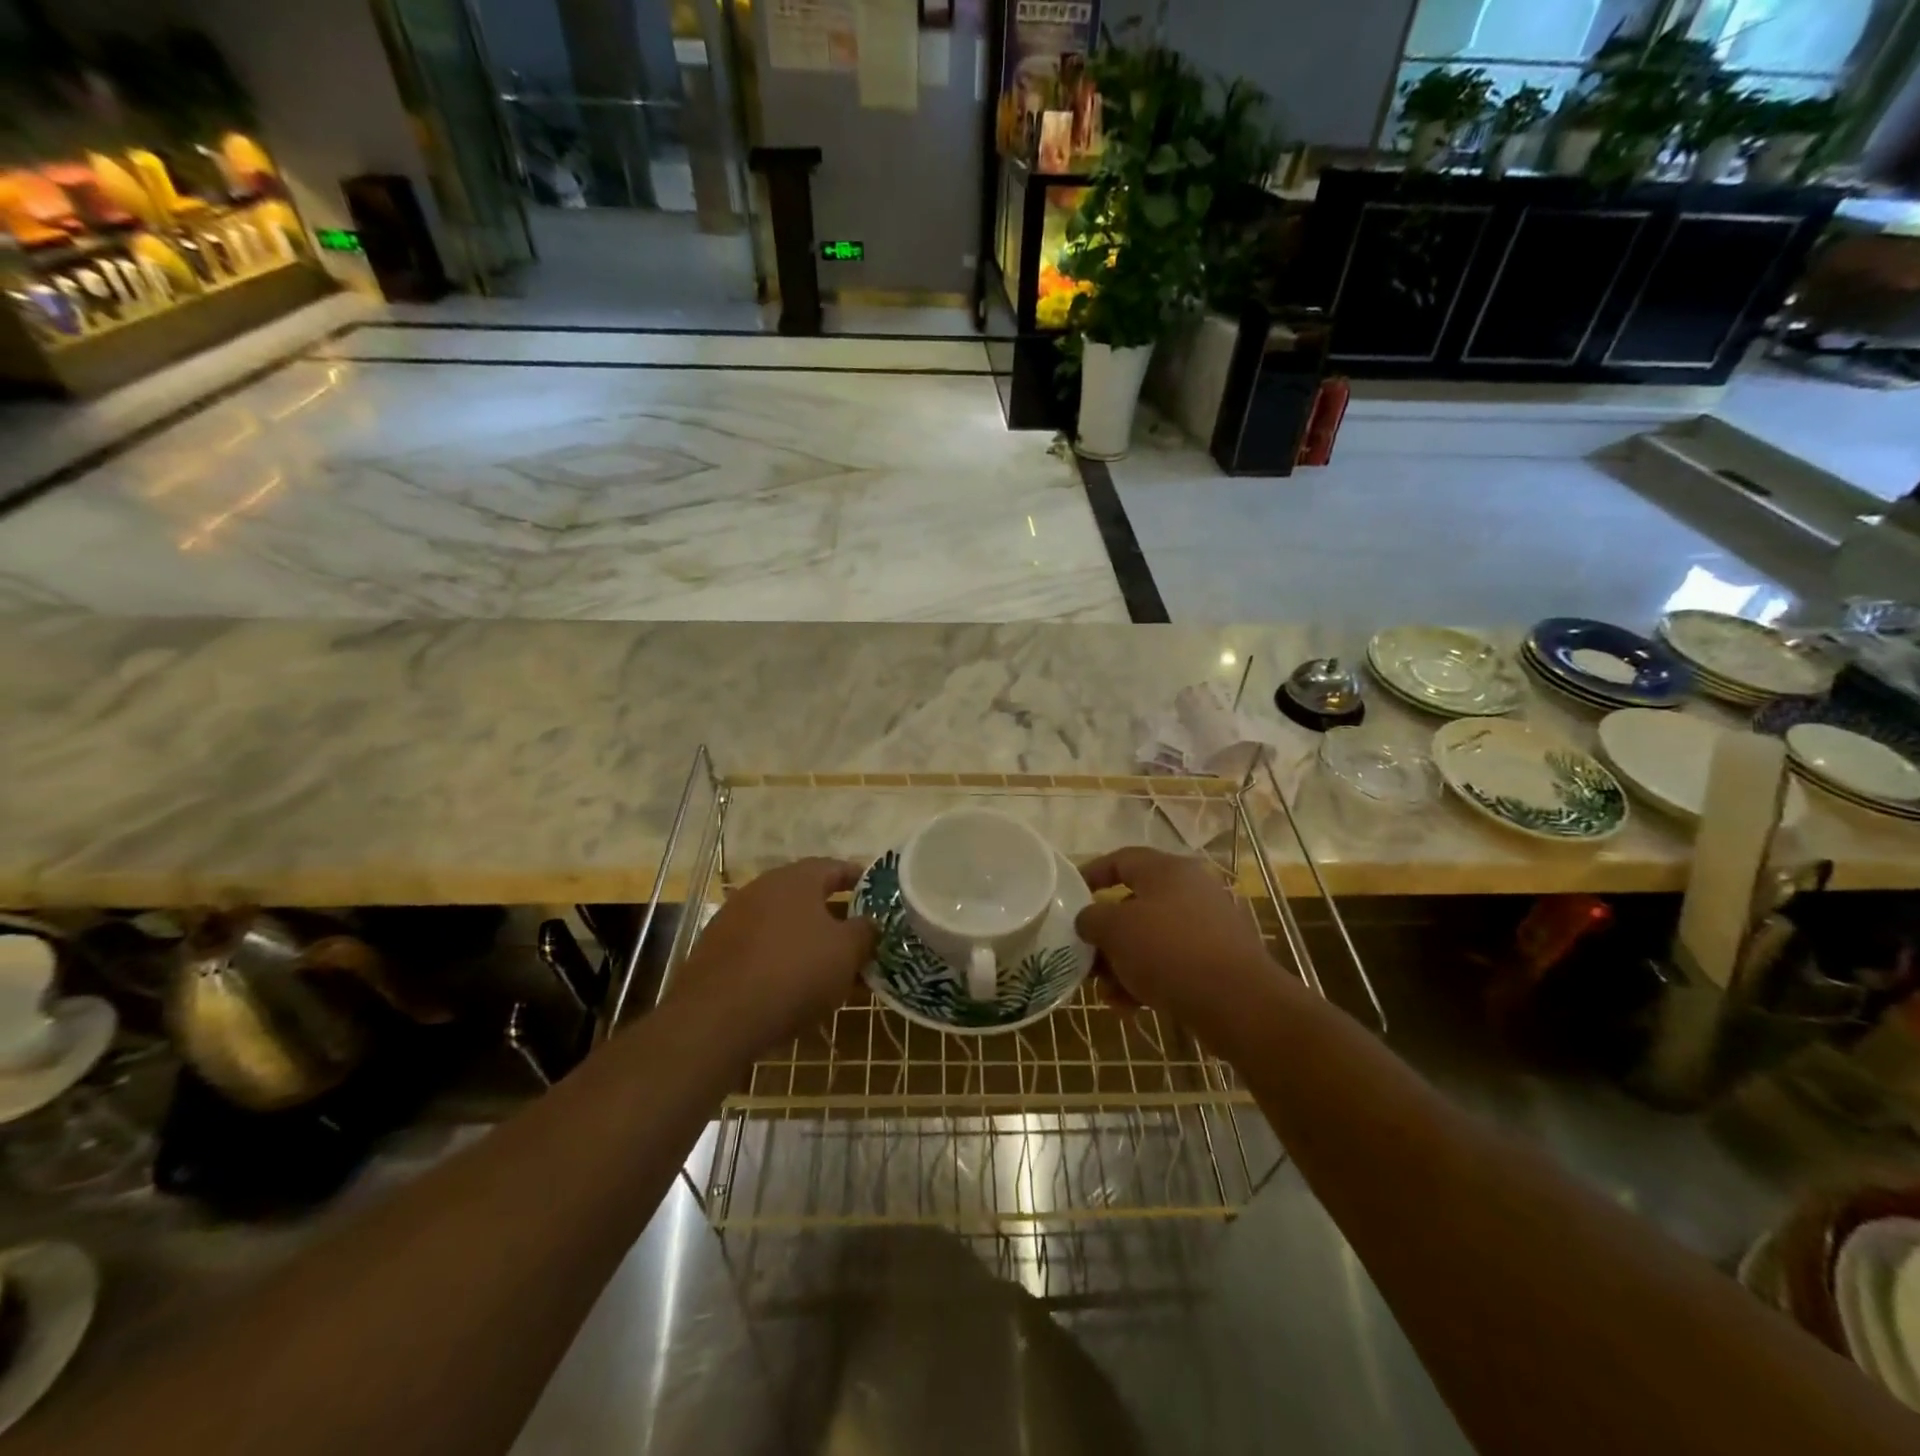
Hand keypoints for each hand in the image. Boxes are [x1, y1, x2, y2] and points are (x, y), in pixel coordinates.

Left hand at [664, 858, 875, 1055]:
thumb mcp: (846, 952)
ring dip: (809, 941)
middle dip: (836, 916)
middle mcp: (763, 889)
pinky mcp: (717, 952)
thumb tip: (870, 922)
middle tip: (860, 936)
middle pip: (808, 897)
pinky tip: (796, 987)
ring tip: (833, 968)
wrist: (717, 1017)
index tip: (877, 894)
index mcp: (796, 879)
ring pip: (785, 925)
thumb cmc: (794, 971)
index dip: (859, 879)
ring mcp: (735, 919)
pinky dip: (783, 960)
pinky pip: (762, 948)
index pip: (835, 867)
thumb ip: (865, 931)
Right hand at [1075, 846, 1292, 1041]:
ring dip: (1124, 962)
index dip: (1091, 874)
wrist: (1239, 1004)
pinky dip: (1148, 979)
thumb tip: (1089, 920)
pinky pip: (1172, 963)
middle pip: (1135, 904)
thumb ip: (1092, 919)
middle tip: (1086, 954)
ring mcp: (1208, 927)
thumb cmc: (1169, 951)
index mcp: (1167, 870)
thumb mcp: (1115, 930)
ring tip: (1106, 991)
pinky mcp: (1218, 961)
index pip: (1121, 859)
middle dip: (1106, 932)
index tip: (1069, 895)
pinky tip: (1130, 1007)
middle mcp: (1190, 890)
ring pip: (1151, 938)